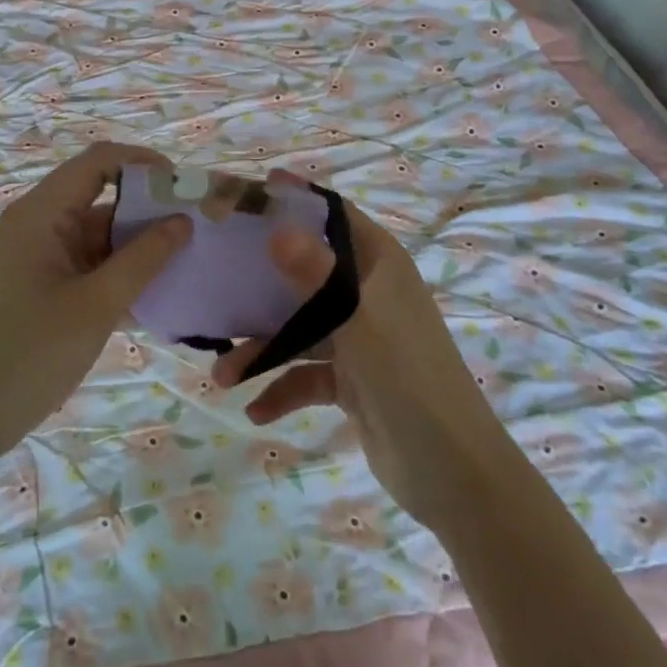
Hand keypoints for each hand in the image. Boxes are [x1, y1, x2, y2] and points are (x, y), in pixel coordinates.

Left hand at [0, 143, 189, 465]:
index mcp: (41, 214)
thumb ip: (143, 260)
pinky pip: (89, 266)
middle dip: (148, 209)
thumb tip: (183, 221)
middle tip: (196, 230)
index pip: (97, 162)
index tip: (182, 187)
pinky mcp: (42, 287)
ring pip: (99, 236)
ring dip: (138, 247)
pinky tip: (157, 297)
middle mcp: (38, 225)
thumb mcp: (95, 306)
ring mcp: (39, 257)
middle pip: (101, 198)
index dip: (142, 163)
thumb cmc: (28, 355)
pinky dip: (120, 274)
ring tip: (186, 263)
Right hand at [212, 182, 524, 531]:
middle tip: (214, 275)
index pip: (334, 216)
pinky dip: (282, 389)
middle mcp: (367, 292)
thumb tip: (277, 230)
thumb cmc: (408, 377)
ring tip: (222, 375)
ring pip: (299, 328)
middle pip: (306, 270)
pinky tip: (255, 410)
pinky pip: (306, 374)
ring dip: (262, 348)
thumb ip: (317, 274)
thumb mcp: (359, 321)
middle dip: (261, 279)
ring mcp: (359, 336)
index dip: (296, 200)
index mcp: (379, 264)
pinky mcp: (352, 379)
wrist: (452, 473)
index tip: (248, 194)